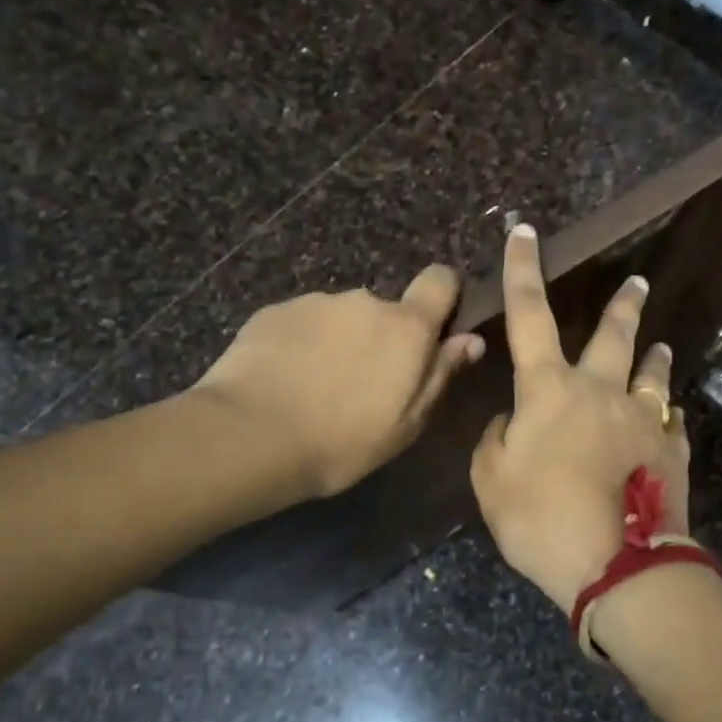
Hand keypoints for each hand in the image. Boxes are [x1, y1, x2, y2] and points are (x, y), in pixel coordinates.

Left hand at [194, 264, 482, 497]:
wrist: (251, 436)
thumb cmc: (342, 441)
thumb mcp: (406, 424)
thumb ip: (440, 375)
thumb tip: (470, 340)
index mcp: (406, 327)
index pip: (440, 280)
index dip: (443, 296)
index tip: (434, 327)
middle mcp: (364, 301)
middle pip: (385, 310)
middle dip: (381, 337)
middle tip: (362, 384)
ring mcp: (315, 302)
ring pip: (341, 318)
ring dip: (338, 341)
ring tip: (316, 387)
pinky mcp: (274, 311)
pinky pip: (302, 324)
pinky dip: (300, 344)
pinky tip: (284, 380)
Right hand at [470, 224, 690, 611]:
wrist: (616, 564)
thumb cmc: (540, 520)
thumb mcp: (490, 482)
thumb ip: (497, 440)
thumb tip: (517, 420)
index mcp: (550, 389)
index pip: (529, 316)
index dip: (522, 272)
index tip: (524, 233)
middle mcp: (600, 391)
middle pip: (613, 335)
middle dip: (623, 304)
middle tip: (638, 281)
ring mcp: (643, 419)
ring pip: (652, 374)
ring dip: (655, 356)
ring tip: (661, 346)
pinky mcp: (672, 451)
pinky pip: (671, 423)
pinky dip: (666, 416)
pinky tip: (669, 419)